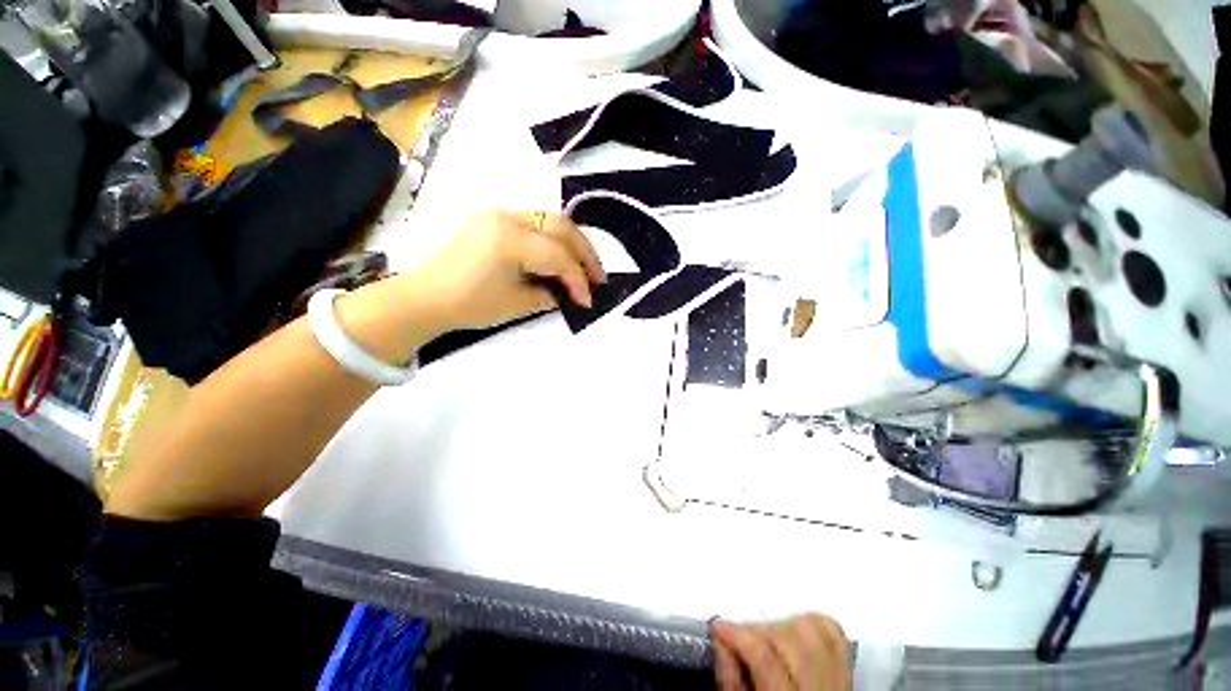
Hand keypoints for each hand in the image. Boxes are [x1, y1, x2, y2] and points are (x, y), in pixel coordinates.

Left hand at [404, 209, 605, 330]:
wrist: (426, 296)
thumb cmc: (469, 305)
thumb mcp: (517, 304)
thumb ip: (551, 294)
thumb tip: (572, 292)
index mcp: (509, 239)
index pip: (558, 256)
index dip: (578, 280)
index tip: (589, 301)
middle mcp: (507, 217)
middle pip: (561, 226)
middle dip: (585, 253)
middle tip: (599, 278)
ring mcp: (500, 213)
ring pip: (551, 220)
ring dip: (573, 244)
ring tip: (586, 268)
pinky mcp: (495, 219)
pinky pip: (535, 224)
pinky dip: (555, 240)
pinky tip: (562, 257)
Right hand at [712, 615, 850, 690]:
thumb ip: (731, 681)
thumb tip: (721, 642)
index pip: (764, 657)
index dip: (737, 635)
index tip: (719, 626)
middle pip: (790, 638)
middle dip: (759, 628)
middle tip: (741, 636)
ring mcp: (839, 683)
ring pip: (815, 630)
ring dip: (785, 623)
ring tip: (767, 635)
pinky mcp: (846, 675)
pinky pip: (836, 637)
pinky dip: (814, 624)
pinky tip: (794, 630)